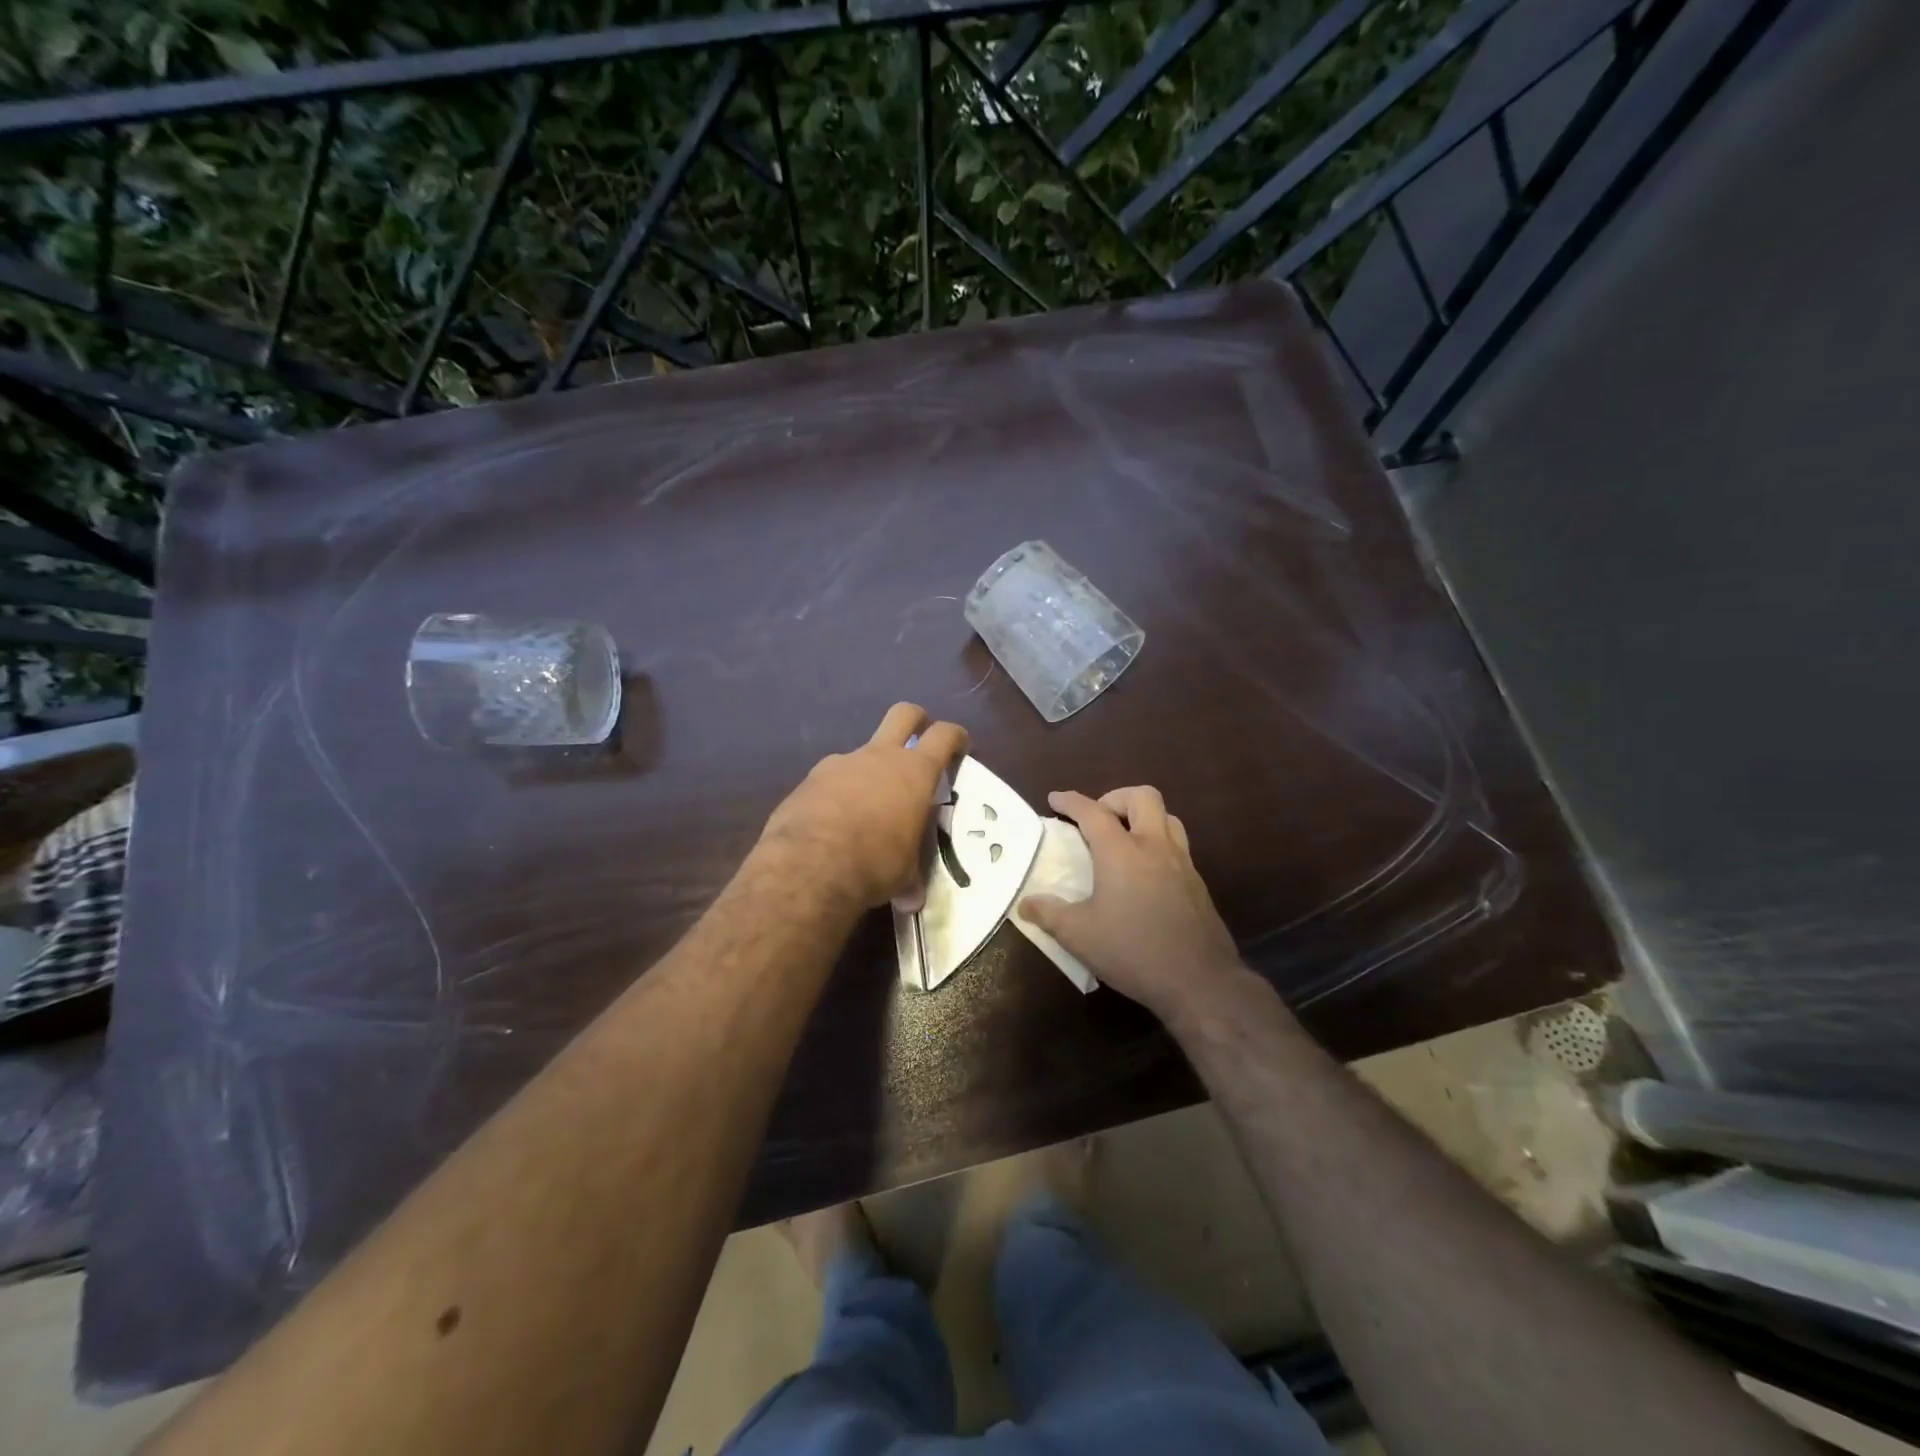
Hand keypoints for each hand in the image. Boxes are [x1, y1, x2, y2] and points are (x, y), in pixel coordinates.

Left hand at [759, 703, 967, 912]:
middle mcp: (879, 757)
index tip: (961, 745)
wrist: (809, 864)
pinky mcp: (809, 780)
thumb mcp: (903, 874)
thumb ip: (909, 878)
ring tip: (868, 806)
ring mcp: (841, 763)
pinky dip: (837, 794)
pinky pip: (831, 779)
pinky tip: (832, 823)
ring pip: (863, 751)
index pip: (944, 736)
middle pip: (904, 714)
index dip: (956, 736)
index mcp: (914, 772)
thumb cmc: (874, 863)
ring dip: (870, 770)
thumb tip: (911, 900)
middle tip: (920, 740)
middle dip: (916, 720)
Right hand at [1020, 787, 1243, 1020]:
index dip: (1071, 801)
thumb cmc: (1133, 951)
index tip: (1055, 799)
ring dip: (1143, 817)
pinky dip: (1158, 844)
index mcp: (1121, 852)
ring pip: (1167, 817)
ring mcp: (1182, 863)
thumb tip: (1025, 903)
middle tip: (1098, 818)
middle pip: (1142, 797)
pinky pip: (1178, 845)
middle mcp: (1154, 847)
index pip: (1092, 812)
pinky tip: (1146, 874)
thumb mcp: (1079, 936)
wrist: (1199, 981)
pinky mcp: (1198, 883)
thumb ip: (1049, 914)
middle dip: (1116, 798)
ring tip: (1125, 839)